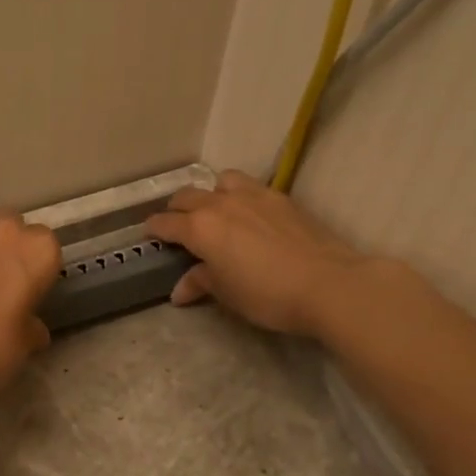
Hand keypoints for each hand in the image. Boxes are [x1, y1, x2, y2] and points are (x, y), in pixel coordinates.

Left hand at [0, 213, 62, 409]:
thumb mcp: (27, 343)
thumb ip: (33, 326)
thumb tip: (32, 327)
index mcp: (39, 250)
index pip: (48, 246)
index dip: (39, 267)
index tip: (32, 288)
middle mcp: (6, 231)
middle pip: (14, 229)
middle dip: (11, 247)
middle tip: (5, 281)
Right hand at [146, 170, 370, 338]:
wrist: (327, 282)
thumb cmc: (267, 294)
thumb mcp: (227, 294)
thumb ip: (200, 283)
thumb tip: (180, 289)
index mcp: (200, 228)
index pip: (165, 223)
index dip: (154, 229)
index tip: (149, 234)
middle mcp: (220, 203)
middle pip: (187, 196)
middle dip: (176, 209)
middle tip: (177, 226)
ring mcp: (253, 195)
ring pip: (220, 181)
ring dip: (210, 194)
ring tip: (215, 211)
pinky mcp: (280, 197)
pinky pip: (248, 186)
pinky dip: (239, 195)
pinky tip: (249, 215)